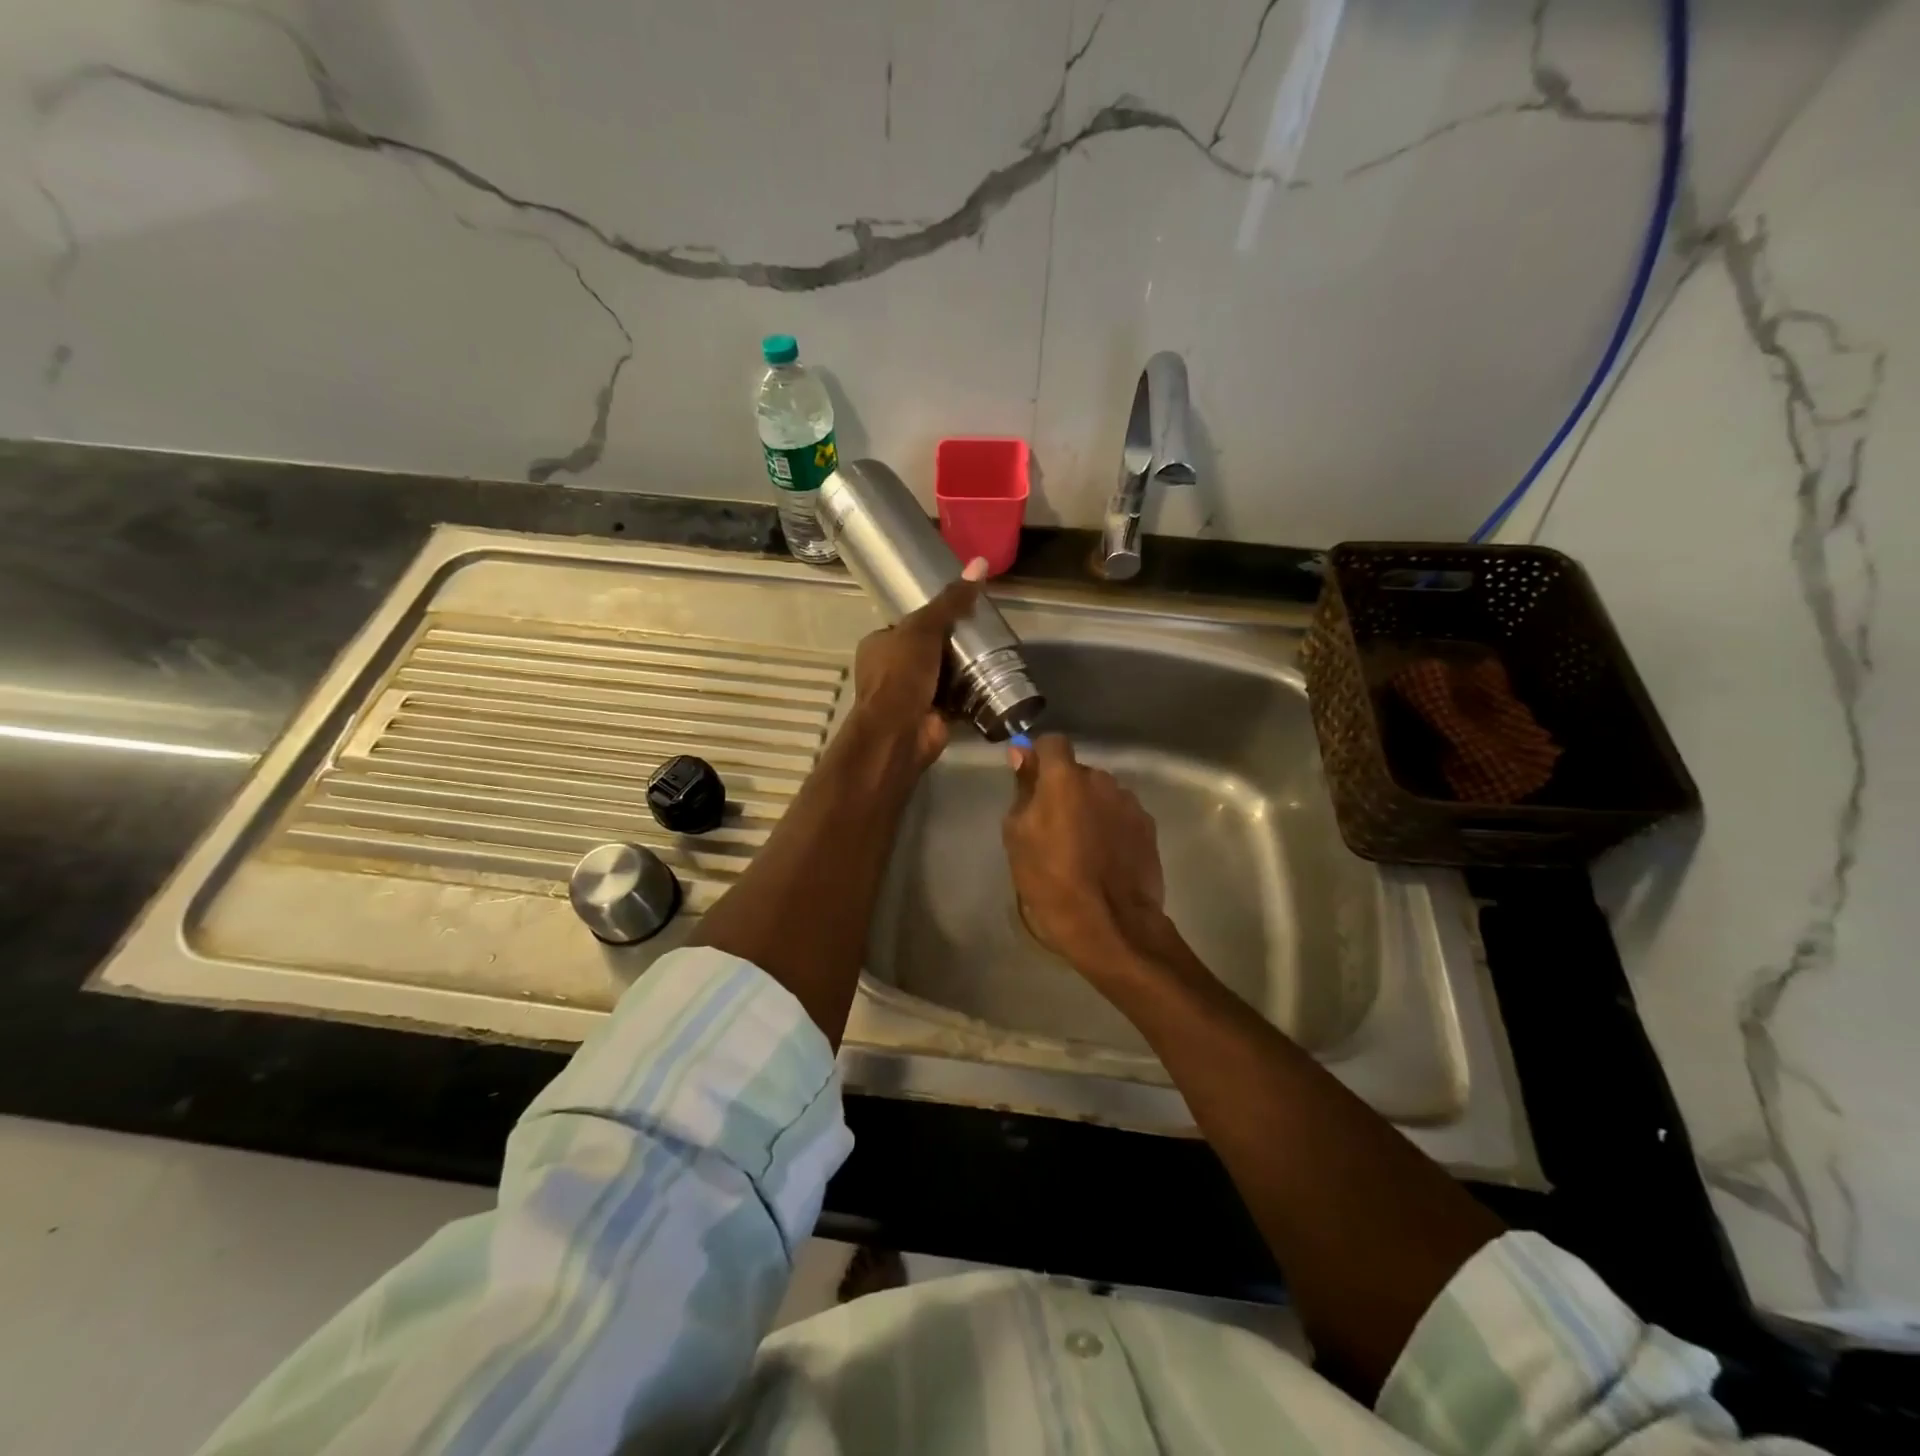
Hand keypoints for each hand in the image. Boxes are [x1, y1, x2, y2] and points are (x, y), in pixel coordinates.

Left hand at [849, 557, 988, 769]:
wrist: (900, 732)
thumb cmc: (902, 675)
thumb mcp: (924, 629)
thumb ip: (951, 601)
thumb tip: (980, 563)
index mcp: (878, 646)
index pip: (908, 625)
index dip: (933, 618)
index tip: (962, 613)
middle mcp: (890, 671)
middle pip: (927, 650)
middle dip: (951, 646)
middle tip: (983, 634)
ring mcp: (910, 696)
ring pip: (941, 676)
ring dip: (963, 671)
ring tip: (994, 656)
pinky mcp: (930, 717)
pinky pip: (954, 700)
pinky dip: (970, 695)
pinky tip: (993, 684)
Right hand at [1002, 734, 1168, 974]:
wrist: (1111, 924)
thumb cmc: (1052, 881)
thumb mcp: (1018, 837)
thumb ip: (1023, 791)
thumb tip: (1022, 756)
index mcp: (1065, 778)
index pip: (1051, 743)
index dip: (1040, 758)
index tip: (1031, 781)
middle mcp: (1102, 780)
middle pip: (1078, 772)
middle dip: (1065, 790)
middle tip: (1052, 826)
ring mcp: (1130, 803)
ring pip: (1101, 794)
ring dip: (1090, 808)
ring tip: (1082, 846)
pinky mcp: (1149, 827)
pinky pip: (1121, 816)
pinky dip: (1111, 827)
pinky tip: (1105, 858)